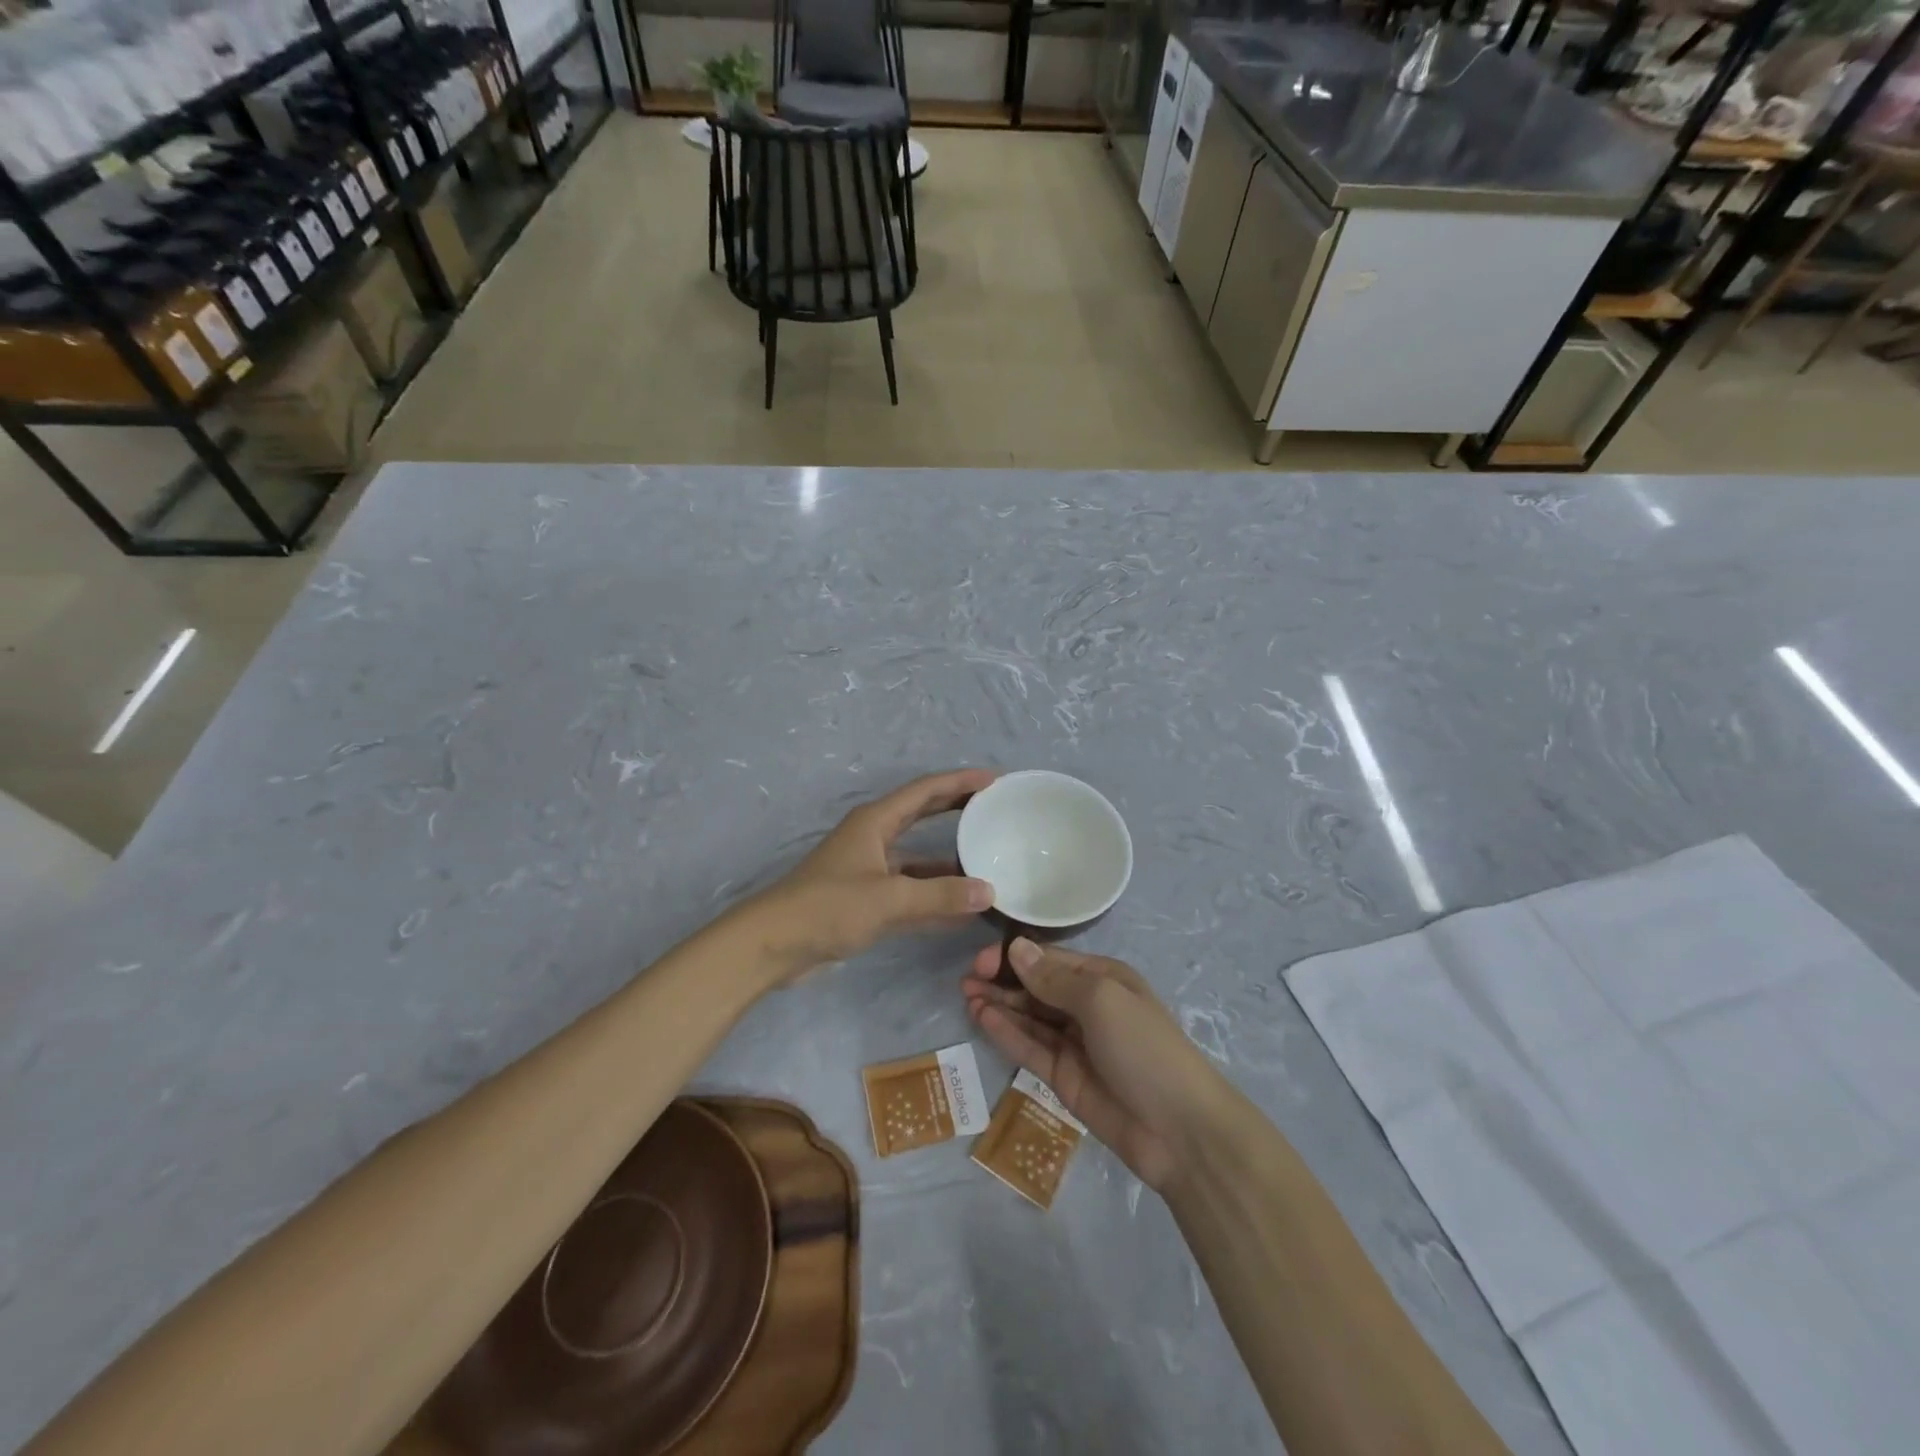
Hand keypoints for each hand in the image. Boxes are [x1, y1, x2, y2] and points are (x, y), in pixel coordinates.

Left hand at [750, 769, 997, 977]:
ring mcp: (869, 869)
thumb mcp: (889, 899)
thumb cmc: (828, 907)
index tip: (994, 780)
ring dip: (949, 859)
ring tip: (987, 858)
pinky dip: (935, 895)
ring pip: (919, 856)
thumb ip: (940, 895)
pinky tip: (963, 907)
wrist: (774, 944)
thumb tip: (989, 892)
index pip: (925, 791)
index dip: (960, 782)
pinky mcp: (866, 899)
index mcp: (875, 821)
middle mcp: (874, 838)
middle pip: (923, 814)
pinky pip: (911, 890)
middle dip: (957, 809)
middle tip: (995, 808)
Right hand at [964, 939, 1227, 1191]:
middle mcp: (1087, 1006)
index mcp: (1103, 978)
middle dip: (1002, 980)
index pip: (1050, 959)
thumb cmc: (1143, 1048)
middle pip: (1036, 987)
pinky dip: (1006, 1033)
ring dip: (999, 1004)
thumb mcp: (1101, 1000)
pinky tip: (982, 1018)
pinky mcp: (1063, 1077)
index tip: (982, 960)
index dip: (1015, 957)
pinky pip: (1030, 1048)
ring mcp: (1075, 1043)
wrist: (1179, 1131)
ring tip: (966, 995)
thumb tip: (1016, 948)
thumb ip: (1054, 979)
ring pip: (1029, 1017)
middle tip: (966, 979)